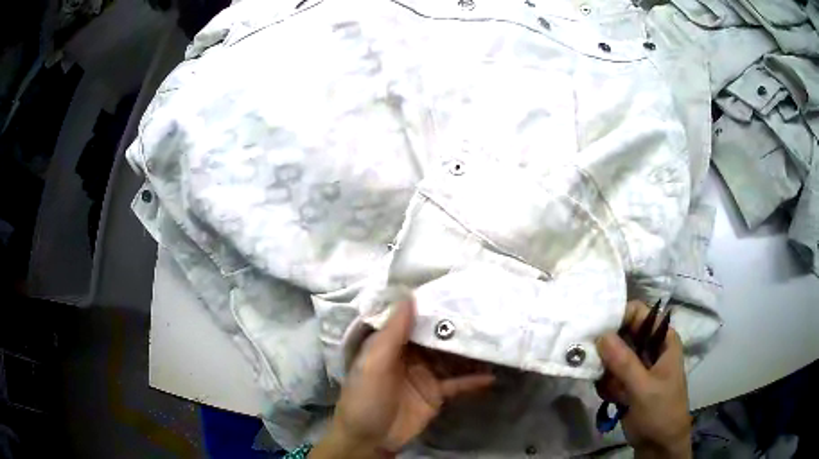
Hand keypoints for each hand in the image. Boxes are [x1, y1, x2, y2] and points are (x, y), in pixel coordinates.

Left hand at [311, 301, 494, 457]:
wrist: (369, 440)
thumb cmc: (365, 397)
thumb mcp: (374, 363)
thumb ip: (393, 333)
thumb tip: (410, 296)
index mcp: (391, 344)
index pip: (415, 320)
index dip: (434, 307)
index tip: (459, 292)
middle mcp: (411, 355)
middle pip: (438, 338)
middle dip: (458, 329)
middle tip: (487, 314)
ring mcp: (426, 375)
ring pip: (451, 358)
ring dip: (471, 352)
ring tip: (496, 340)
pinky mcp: (436, 394)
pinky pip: (458, 383)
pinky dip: (474, 380)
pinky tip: (492, 376)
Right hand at [596, 301, 691, 458]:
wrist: (659, 444)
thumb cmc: (661, 411)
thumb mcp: (644, 388)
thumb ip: (624, 362)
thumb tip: (601, 335)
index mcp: (662, 339)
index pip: (638, 313)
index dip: (619, 317)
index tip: (597, 332)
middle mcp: (649, 347)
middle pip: (621, 334)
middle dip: (608, 353)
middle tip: (600, 368)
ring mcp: (637, 365)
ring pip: (611, 356)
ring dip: (607, 374)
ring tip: (615, 392)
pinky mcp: (626, 382)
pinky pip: (608, 375)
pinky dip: (607, 386)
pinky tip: (613, 399)